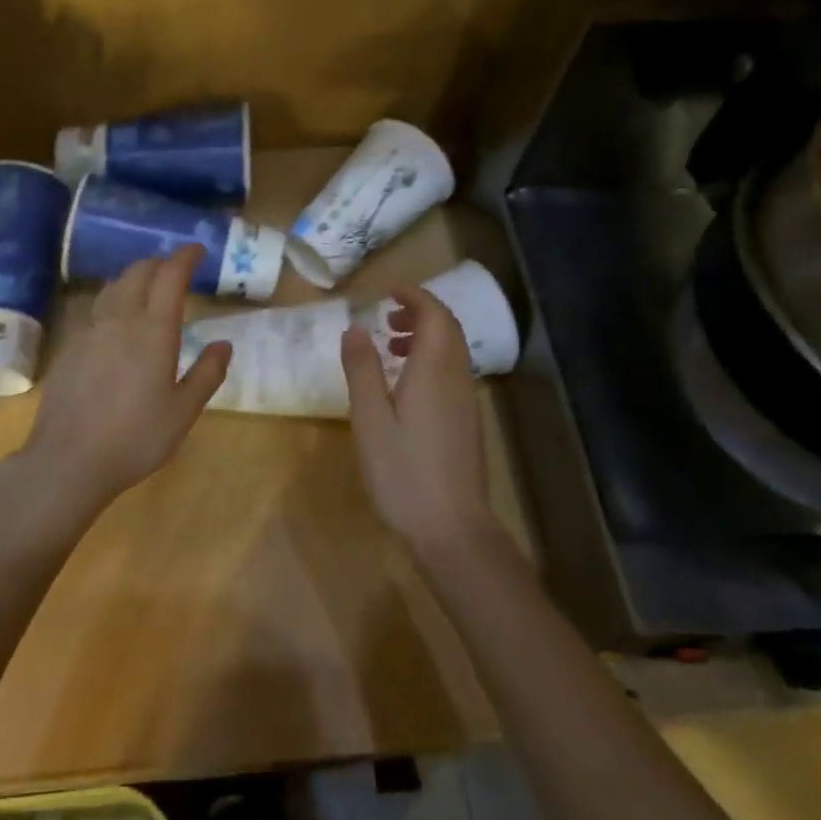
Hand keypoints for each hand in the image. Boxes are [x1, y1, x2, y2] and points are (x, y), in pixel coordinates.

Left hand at [3, 246, 229, 530]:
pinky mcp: (69, 345)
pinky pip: (95, 307)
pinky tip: (115, 320)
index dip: (185, 257)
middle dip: (160, 263)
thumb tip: (223, 344)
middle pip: (139, 272)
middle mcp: (120, 319)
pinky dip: (113, 299)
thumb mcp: (183, 412)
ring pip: (113, 286)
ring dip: (134, 277)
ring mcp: (89, 330)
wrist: (68, 459)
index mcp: (154, 330)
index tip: (198, 251)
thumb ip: (207, 374)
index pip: (170, 276)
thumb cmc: (135, 437)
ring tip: (147, 287)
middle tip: (176, 270)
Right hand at [341, 286, 492, 559]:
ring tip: (389, 346)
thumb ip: (362, 370)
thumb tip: (354, 328)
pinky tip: (404, 387)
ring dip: (424, 337)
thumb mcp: (369, 419)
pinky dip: (429, 361)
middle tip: (386, 315)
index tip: (386, 290)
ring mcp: (466, 402)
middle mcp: (457, 378)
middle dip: (419, 312)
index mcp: (434, 370)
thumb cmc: (403, 472)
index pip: (434, 314)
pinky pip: (451, 374)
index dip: (414, 295)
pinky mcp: (467, 422)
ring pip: (451, 352)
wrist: (452, 529)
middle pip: (447, 329)